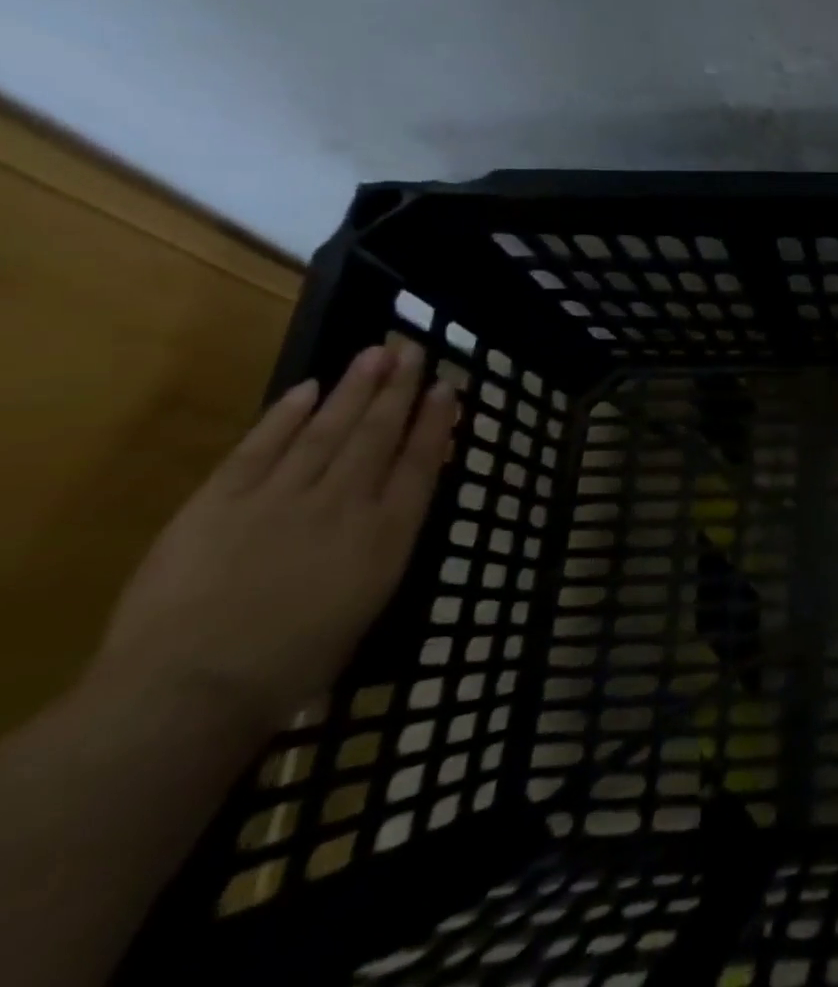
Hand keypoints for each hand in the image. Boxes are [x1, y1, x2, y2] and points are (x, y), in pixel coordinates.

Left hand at [93, 342, 458, 737]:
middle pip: (377, 434)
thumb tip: (405, 501)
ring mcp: (280, 496)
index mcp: (385, 532)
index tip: (447, 387)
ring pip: (326, 429)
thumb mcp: (369, 601)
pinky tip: (307, 389)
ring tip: (374, 353)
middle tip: (412, 349)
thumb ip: (387, 544)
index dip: (435, 421)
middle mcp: (343, 501)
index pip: (419, 462)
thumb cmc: (295, 661)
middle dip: (398, 389)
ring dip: (353, 389)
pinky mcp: (219, 502)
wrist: (191, 689)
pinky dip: (284, 415)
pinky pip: (259, 447)